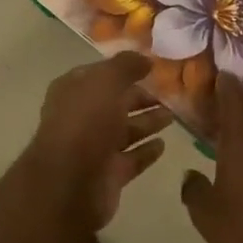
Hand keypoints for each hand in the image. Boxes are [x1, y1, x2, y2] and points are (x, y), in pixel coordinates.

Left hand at [24, 51, 173, 229]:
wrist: (70, 184)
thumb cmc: (85, 123)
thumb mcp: (106, 81)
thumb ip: (126, 66)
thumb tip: (145, 59)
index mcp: (73, 91)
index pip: (100, 74)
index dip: (123, 69)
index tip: (152, 67)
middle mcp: (81, 118)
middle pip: (114, 103)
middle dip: (140, 97)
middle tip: (169, 94)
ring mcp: (93, 148)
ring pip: (125, 131)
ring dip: (147, 122)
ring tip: (172, 117)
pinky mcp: (108, 175)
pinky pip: (131, 159)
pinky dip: (146, 151)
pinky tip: (163, 144)